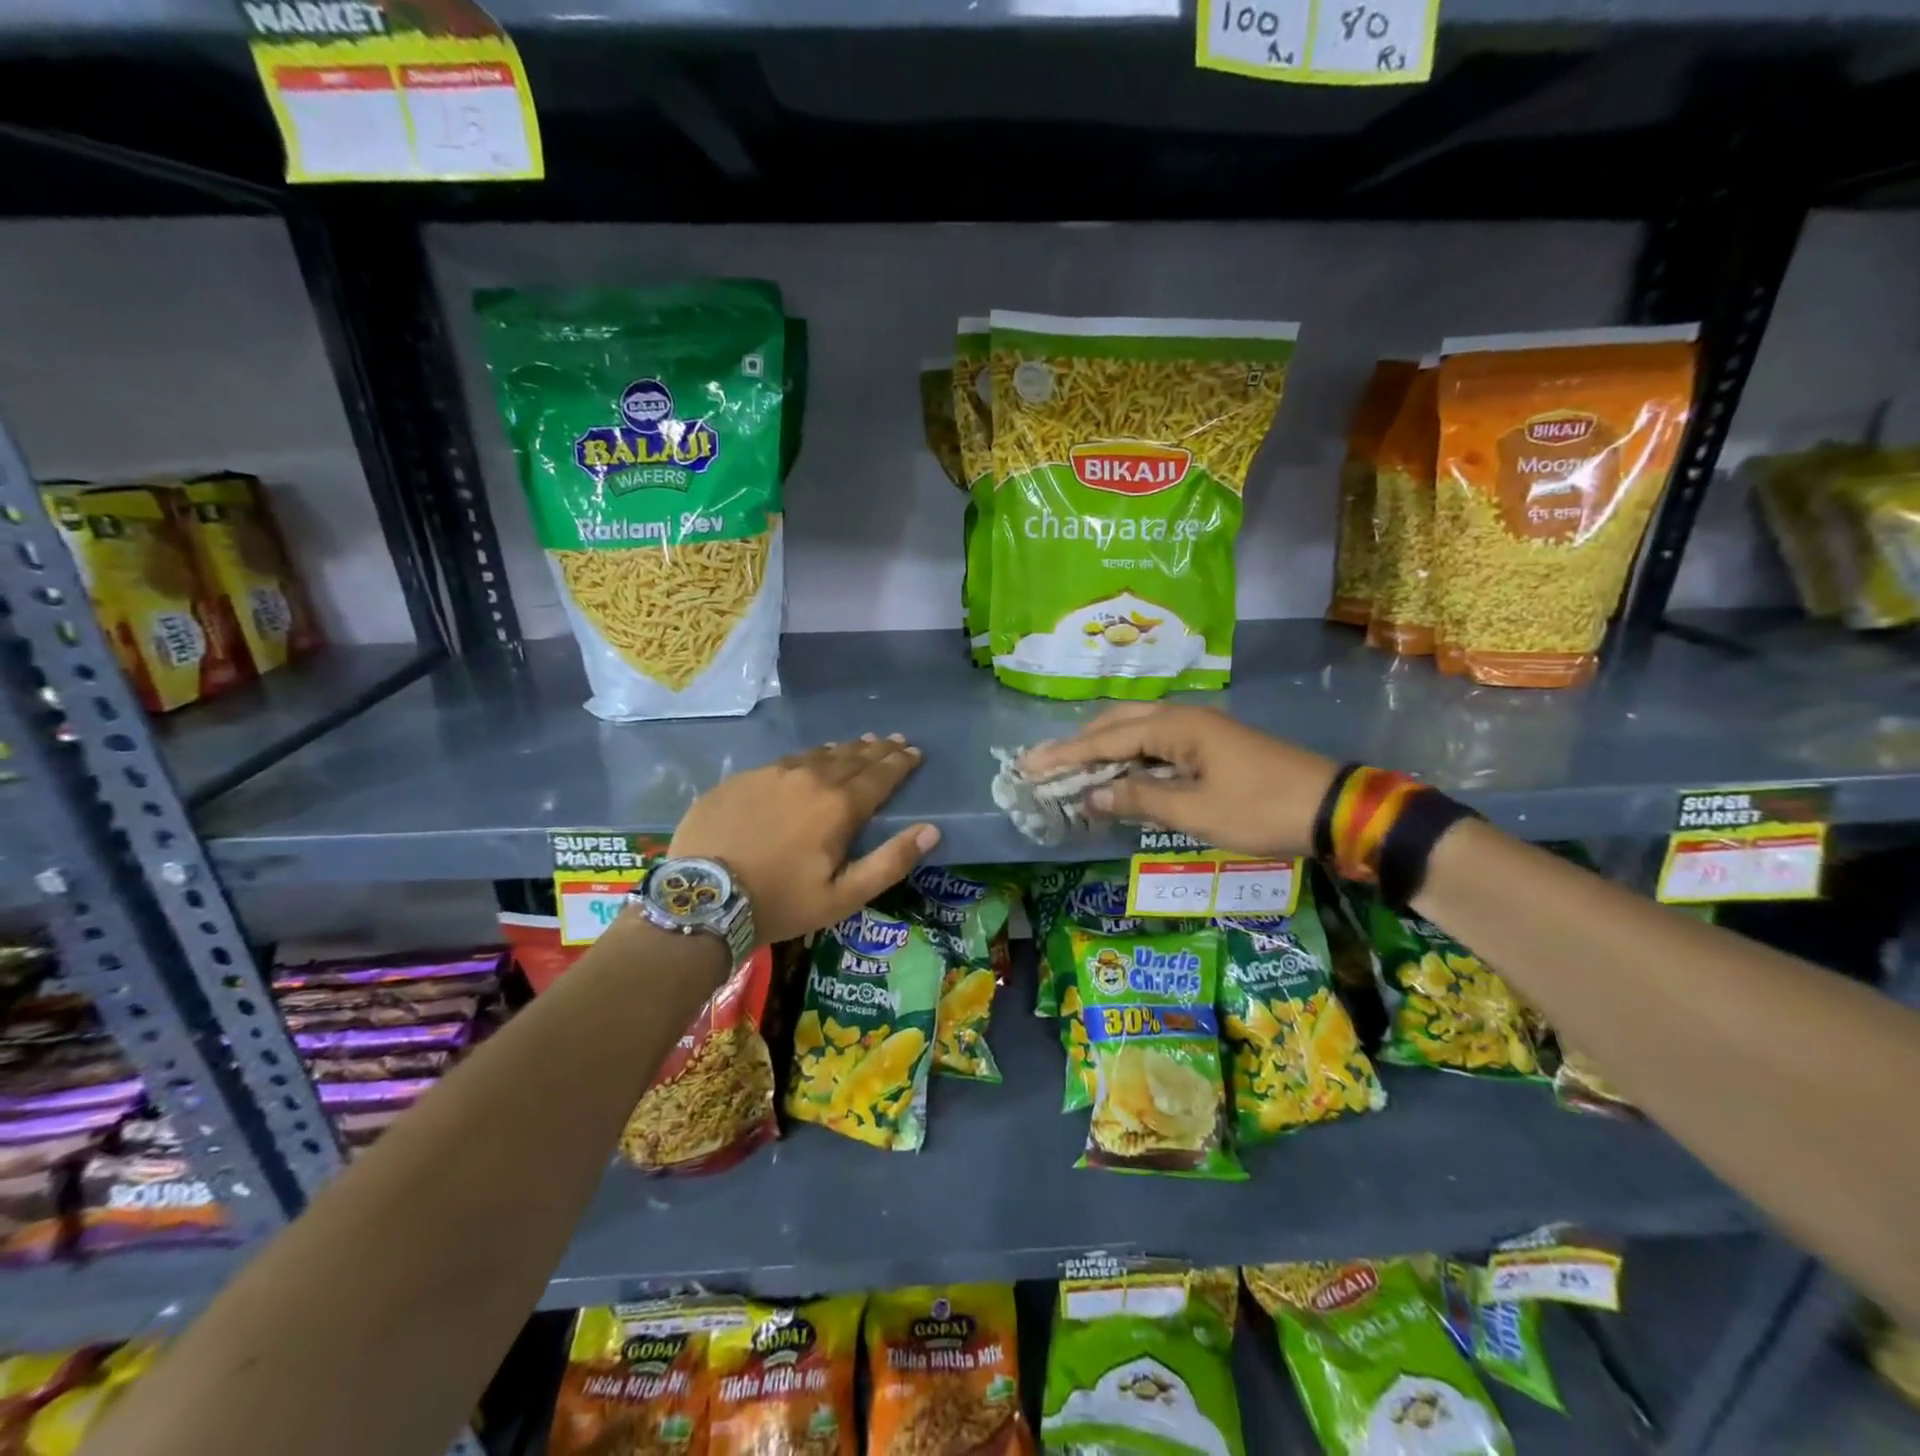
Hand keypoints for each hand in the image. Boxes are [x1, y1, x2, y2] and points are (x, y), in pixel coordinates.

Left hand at [670, 735, 938, 946]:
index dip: (900, 762)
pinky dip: (808, 758)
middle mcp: (810, 778)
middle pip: (852, 757)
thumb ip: (890, 862)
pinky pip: (786, 761)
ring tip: (860, 744)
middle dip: (878, 749)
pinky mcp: (743, 778)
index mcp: (839, 806)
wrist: (703, 899)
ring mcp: (772, 774)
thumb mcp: (843, 897)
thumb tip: (931, 831)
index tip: (914, 751)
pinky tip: (809, 760)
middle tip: (894, 740)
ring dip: (845, 749)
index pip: (880, 775)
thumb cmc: (780, 903)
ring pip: (819, 754)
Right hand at [1021, 704, 1337, 857]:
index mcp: (1176, 726)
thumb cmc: (1260, 809)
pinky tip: (1116, 774)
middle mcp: (1182, 718)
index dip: (1065, 755)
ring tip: (1069, 767)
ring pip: (1135, 732)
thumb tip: (1092, 797)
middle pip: (1116, 725)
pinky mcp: (1210, 745)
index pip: (1105, 740)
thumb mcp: (1195, 811)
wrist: (1330, 808)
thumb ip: (1139, 799)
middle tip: (1042, 765)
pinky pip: (1155, 745)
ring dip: (1102, 749)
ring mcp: (1198, 729)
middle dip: (1077, 745)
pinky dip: (1128, 758)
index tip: (1029, 765)